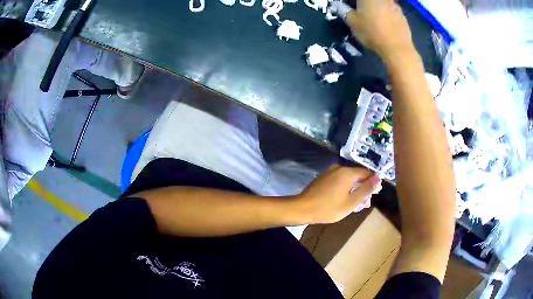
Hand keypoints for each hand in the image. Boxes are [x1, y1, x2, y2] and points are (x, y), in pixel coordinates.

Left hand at [295, 165, 381, 223]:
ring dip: (354, 188)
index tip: (376, 194)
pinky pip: (340, 179)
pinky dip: (345, 187)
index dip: (373, 182)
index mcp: (348, 172)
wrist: (302, 208)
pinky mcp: (324, 177)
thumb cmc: (328, 208)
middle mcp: (339, 167)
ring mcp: (330, 171)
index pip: (367, 172)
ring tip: (356, 202)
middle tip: (365, 202)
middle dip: (364, 186)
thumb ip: (366, 189)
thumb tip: (379, 178)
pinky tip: (344, 198)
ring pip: (348, 177)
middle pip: (357, 174)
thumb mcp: (351, 202)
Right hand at [346, 0, 415, 62]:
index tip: (352, 7)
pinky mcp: (402, 15)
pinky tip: (385, 25)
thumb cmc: (372, 32)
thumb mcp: (352, 23)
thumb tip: (343, 7)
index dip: (356, 3)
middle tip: (362, 11)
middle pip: (372, 0)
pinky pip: (391, 10)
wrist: (397, 48)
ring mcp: (394, 5)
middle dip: (366, 4)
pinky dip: (387, 14)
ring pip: (383, 3)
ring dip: (378, 8)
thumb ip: (345, 12)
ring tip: (374, 18)